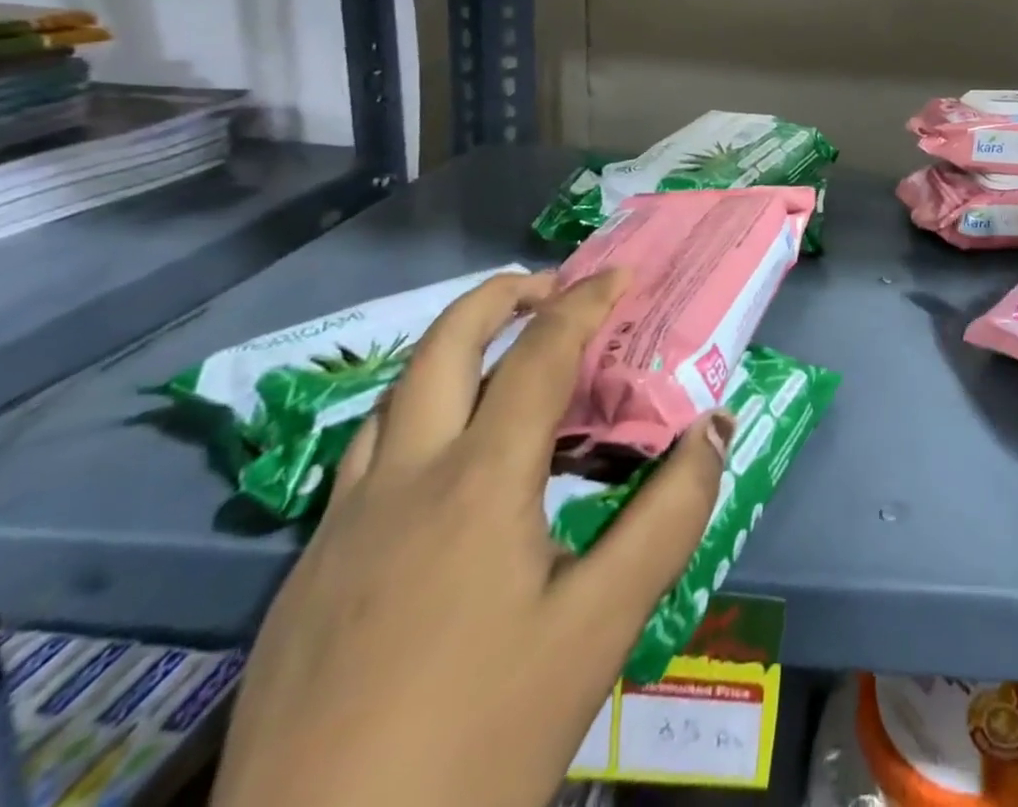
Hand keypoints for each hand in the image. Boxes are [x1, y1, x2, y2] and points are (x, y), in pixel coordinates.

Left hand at [214, 269, 731, 806]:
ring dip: (450, 352)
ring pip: (392, 399)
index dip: (585, 305)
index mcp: (478, 483)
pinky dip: (416, 417)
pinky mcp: (305, 578)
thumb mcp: (600, 628)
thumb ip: (668, 516)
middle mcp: (402, 482)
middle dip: (501, 297)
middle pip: (442, 349)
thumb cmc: (478, 742)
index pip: (539, 358)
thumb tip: (712, 429)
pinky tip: (443, 466)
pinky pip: (366, 459)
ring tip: (502, 357)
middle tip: (551, 287)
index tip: (623, 275)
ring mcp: (339, 529)